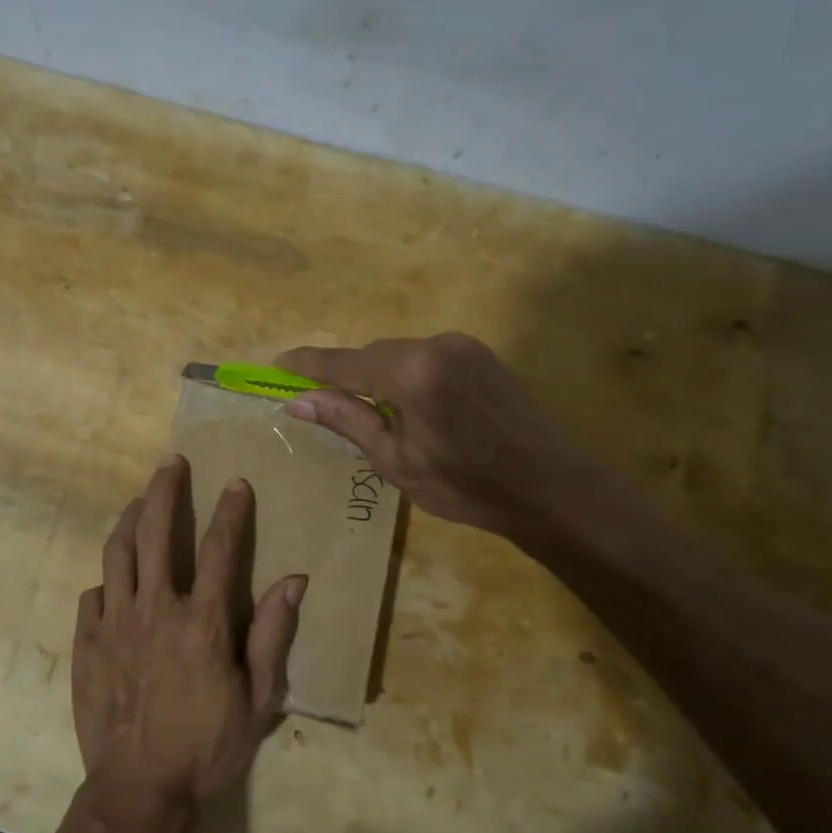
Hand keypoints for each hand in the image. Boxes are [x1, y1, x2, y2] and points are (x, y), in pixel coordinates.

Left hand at [72, 455, 305, 815]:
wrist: (138, 790)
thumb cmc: (206, 748)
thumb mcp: (258, 701)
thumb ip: (272, 636)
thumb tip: (293, 581)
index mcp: (201, 621)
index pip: (218, 549)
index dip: (230, 511)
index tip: (235, 483)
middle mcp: (155, 608)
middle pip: (155, 532)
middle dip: (164, 490)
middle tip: (171, 462)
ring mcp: (115, 622)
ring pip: (116, 552)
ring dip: (128, 519)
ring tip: (137, 500)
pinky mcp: (87, 643)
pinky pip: (93, 595)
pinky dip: (106, 580)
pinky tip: (113, 580)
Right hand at [278, 333, 611, 548]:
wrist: (553, 487)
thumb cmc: (468, 486)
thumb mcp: (397, 461)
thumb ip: (348, 421)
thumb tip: (298, 401)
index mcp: (411, 373)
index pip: (343, 363)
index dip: (308, 365)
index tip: (278, 364)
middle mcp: (435, 345)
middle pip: (372, 354)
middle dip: (347, 376)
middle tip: (328, 405)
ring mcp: (463, 345)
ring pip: (399, 353)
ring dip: (379, 376)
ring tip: (379, 416)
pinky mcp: (481, 353)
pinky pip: (427, 356)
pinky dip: (408, 374)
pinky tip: (415, 407)